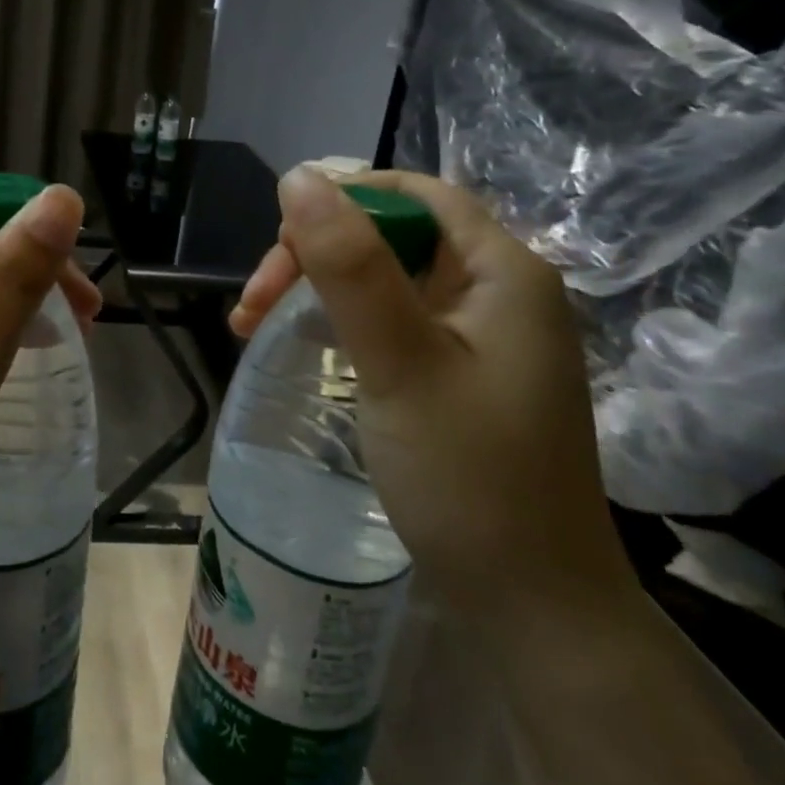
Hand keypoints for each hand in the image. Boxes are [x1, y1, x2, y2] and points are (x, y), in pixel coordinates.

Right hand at [233, 167, 635, 619]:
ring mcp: (479, 334)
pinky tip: (301, 343)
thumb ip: (350, 266)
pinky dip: (339, 323)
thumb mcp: (400, 362)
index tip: (277, 241)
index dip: (341, 199)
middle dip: (315, 254)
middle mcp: (497, 290)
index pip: (414, 193)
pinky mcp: (459, 371)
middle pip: (391, 235)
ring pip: (383, 278)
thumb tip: (298, 177)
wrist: (532, 607)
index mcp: (503, 271)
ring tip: (251, 323)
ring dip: (316, 289)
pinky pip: (390, 320)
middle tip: (252, 303)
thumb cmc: (470, 478)